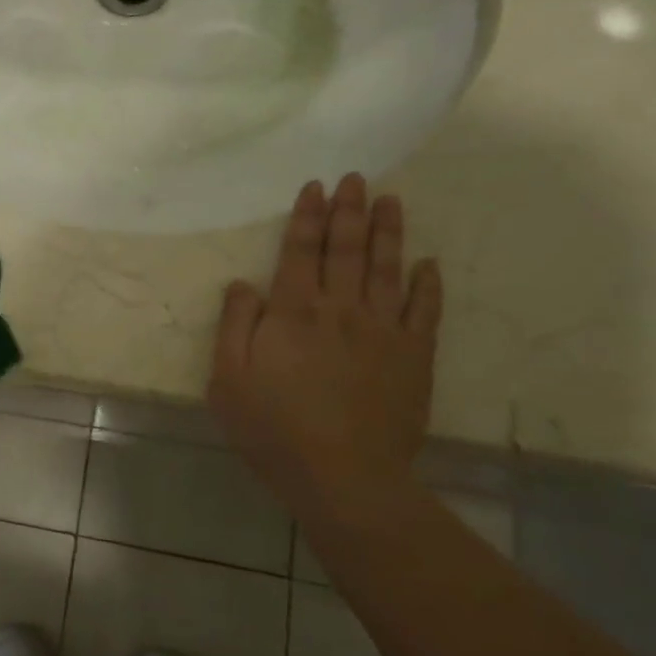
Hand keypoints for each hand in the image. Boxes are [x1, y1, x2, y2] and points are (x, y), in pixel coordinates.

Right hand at [208, 174, 441, 497]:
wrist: (343, 476)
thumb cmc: (273, 430)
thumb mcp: (228, 380)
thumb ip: (234, 326)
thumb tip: (242, 283)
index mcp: (292, 312)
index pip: (299, 252)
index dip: (307, 217)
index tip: (315, 187)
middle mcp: (339, 309)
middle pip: (345, 250)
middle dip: (349, 210)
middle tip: (356, 179)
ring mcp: (383, 330)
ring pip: (386, 268)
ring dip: (388, 232)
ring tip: (391, 200)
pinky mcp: (414, 356)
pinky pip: (425, 310)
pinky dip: (427, 284)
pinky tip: (428, 263)